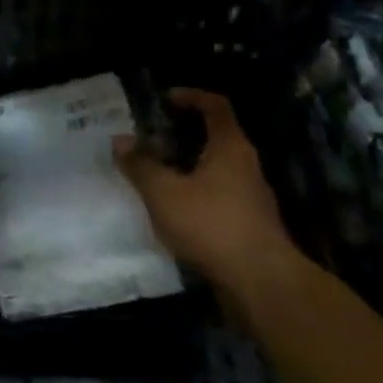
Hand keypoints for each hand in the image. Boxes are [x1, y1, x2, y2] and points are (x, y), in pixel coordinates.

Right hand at [113, 88, 299, 301]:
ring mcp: (252, 198)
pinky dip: (196, 193)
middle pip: (216, 136)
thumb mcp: (164, 192)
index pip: (216, 106)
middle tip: (151, 139)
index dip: (191, 96)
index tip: (165, 99)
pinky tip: (173, 209)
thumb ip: (140, 165)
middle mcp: (246, 166)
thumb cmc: (212, 224)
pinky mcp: (250, 226)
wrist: (263, 286)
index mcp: (230, 147)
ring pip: (217, 169)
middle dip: (182, 135)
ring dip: (188, 166)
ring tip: (156, 173)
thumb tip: (120, 140)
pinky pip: (219, 196)